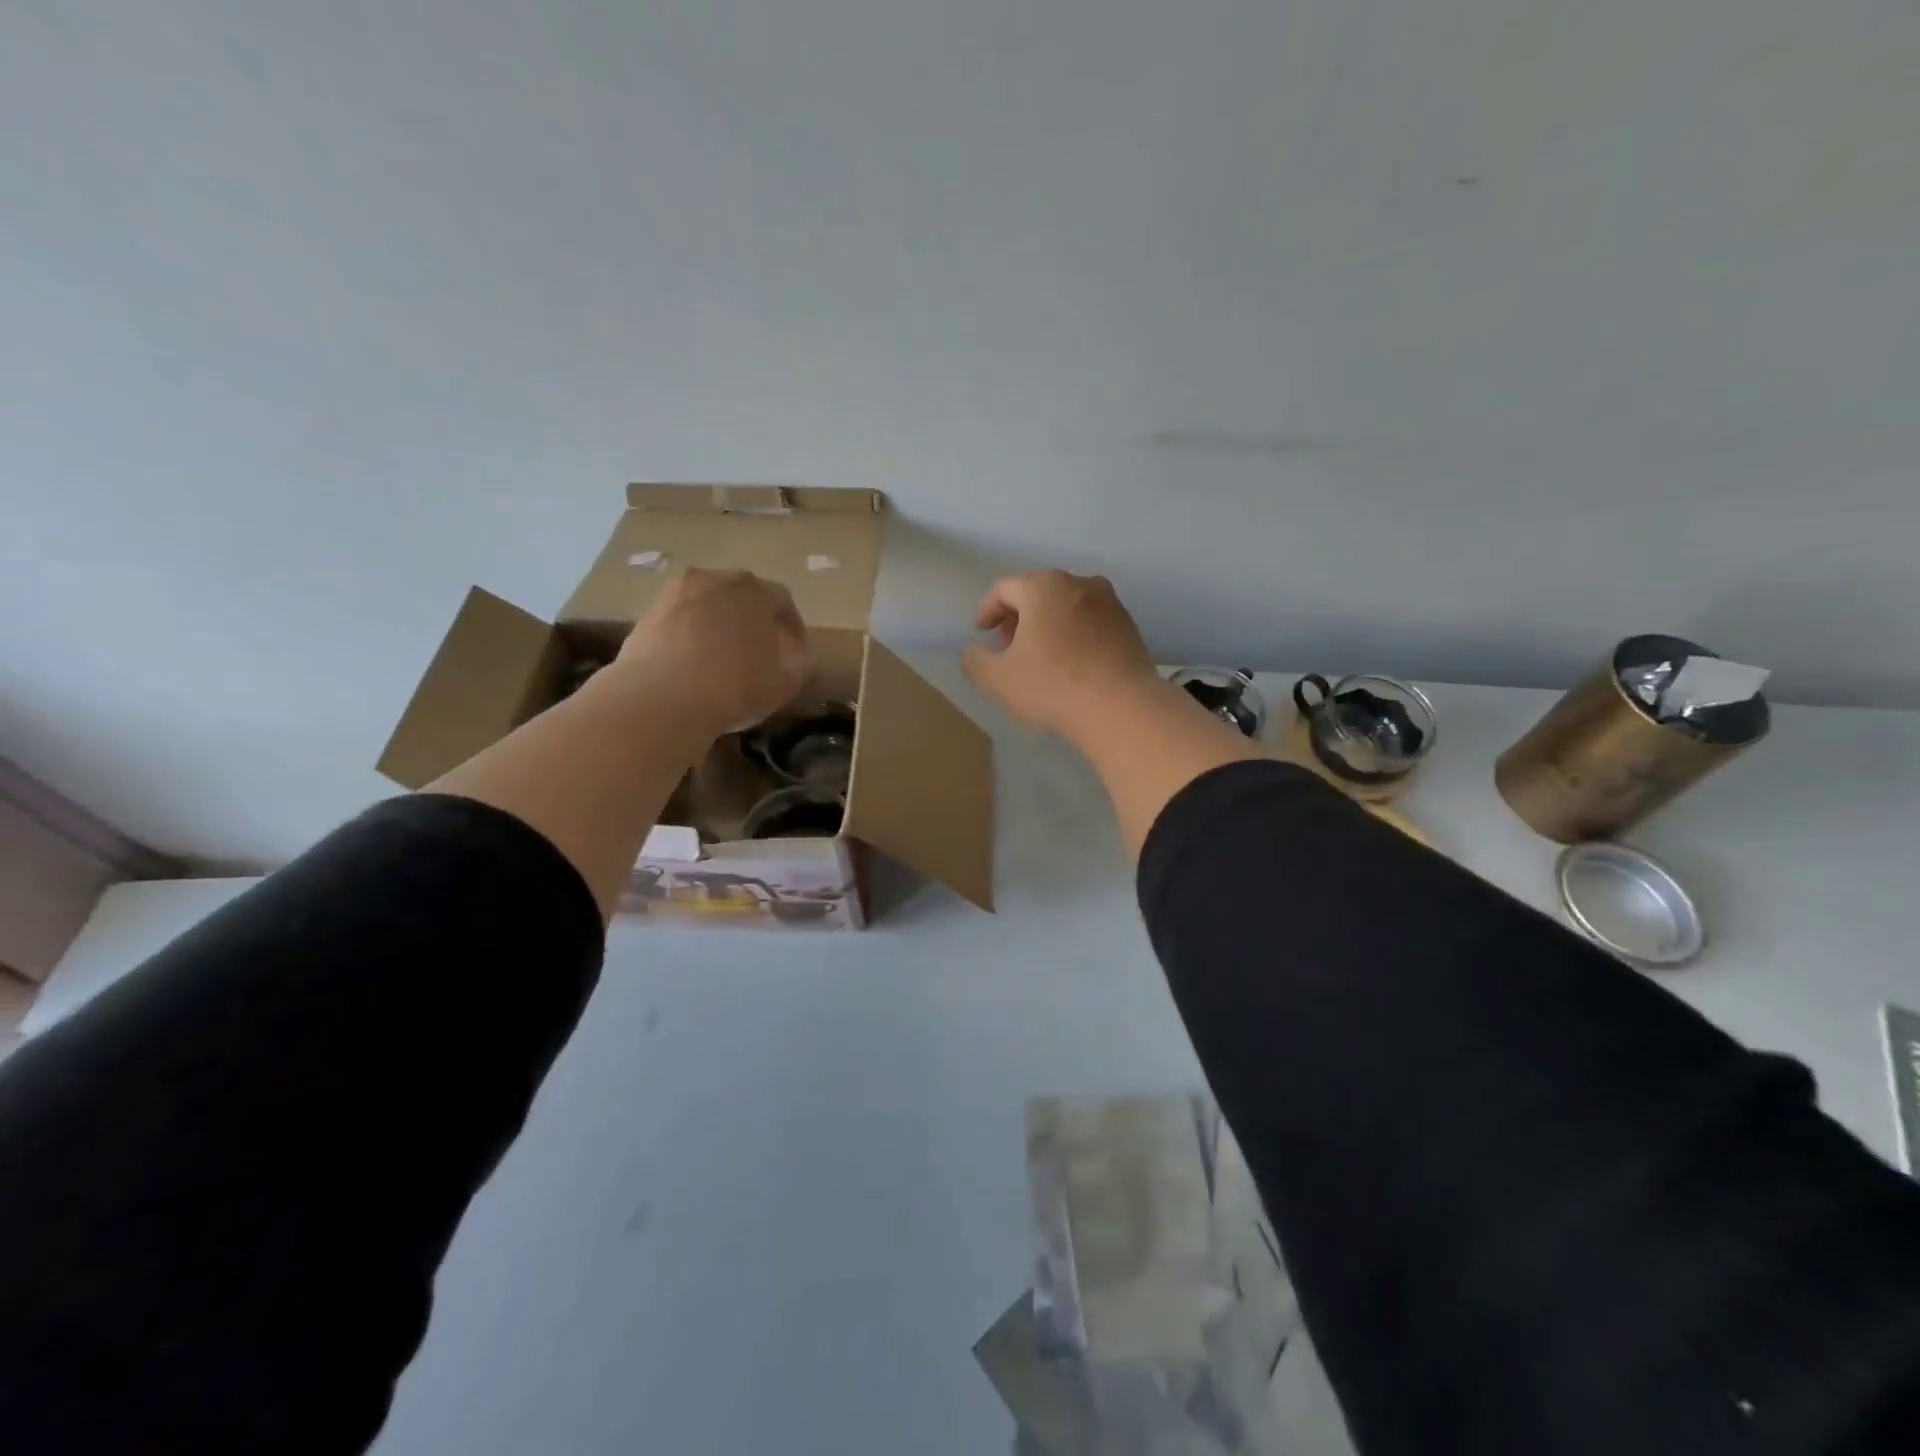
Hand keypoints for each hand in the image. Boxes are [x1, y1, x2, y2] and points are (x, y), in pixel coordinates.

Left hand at [612, 568, 809, 734]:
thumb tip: (802, 662)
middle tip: (762, 649)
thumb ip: (800, 670)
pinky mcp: (647, 612)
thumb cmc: (734, 687)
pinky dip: (692, 633)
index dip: (793, 627)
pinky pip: (681, 618)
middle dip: (755, 619)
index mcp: (754, 591)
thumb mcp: (782, 686)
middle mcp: (715, 579)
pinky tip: (694, 662)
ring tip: (725, 655)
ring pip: (708, 603)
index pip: (783, 601)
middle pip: (743, 594)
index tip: (796, 652)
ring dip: (720, 623)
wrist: (661, 698)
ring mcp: (676, 593)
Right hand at [962, 570, 1159, 738]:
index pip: (1004, 589)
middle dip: (1019, 616)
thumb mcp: (997, 679)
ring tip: (1040, 656)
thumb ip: (975, 660)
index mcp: (1043, 587)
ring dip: (1048, 624)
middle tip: (1009, 646)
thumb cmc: (1052, 686)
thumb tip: (974, 651)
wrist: (1122, 707)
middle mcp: (1079, 583)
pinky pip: (1091, 622)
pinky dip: (1075, 635)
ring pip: (1067, 606)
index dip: (988, 610)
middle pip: (1038, 592)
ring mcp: (1110, 603)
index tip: (982, 632)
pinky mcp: (1129, 626)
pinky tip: (1072, 664)